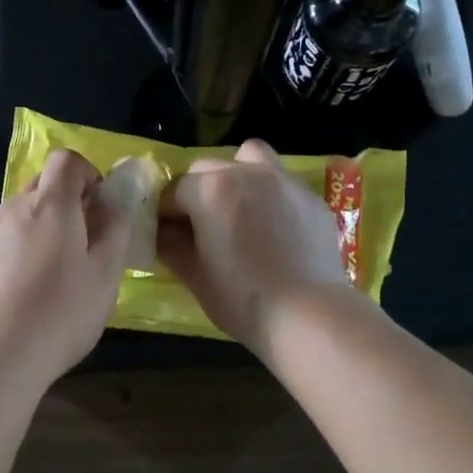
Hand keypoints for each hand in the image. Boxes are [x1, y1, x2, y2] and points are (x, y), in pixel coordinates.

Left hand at [0, 148, 128, 383]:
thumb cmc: (59, 313)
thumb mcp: (105, 275)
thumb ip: (115, 231)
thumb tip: (114, 203)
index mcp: (50, 204)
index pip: (66, 160)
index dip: (87, 173)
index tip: (99, 205)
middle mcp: (14, 208)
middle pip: (42, 184)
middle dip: (66, 200)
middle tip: (83, 242)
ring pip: (21, 213)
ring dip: (41, 227)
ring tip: (54, 273)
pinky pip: (2, 239)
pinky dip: (19, 249)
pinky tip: (25, 292)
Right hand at [157, 137, 350, 356]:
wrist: (309, 315)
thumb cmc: (242, 298)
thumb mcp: (194, 276)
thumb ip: (171, 245)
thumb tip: (162, 232)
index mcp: (209, 189)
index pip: (174, 190)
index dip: (166, 212)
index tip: (167, 233)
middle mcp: (245, 173)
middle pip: (208, 168)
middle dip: (198, 190)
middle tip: (201, 224)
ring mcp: (283, 180)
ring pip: (250, 157)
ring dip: (237, 174)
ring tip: (240, 207)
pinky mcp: (310, 196)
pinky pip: (281, 181)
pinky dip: (270, 194)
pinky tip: (275, 227)